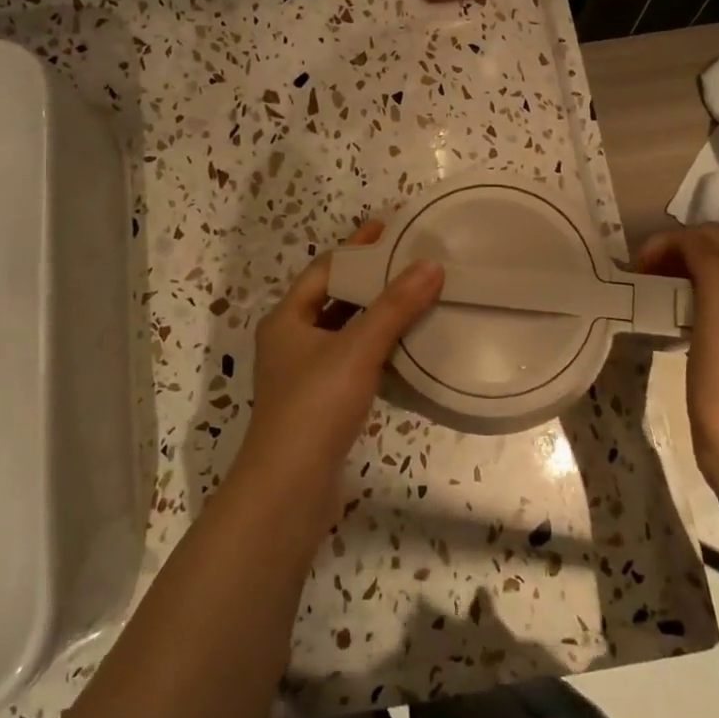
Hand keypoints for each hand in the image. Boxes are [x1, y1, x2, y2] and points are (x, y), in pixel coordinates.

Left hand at [234, 220, 442, 519]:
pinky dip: (375, 348)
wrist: (289, 488)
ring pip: (344, 331)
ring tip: (415, 297)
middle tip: (411, 262)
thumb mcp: (358, 349)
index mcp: (287, 319)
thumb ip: (395, 307)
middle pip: (334, 298)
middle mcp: (290, 340)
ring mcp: (303, 374)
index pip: (325, 269)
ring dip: (375, 315)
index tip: (391, 228)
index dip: (358, 248)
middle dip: (370, 280)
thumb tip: (431, 265)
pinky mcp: (320, 402)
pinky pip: (351, 361)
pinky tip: (404, 347)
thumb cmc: (316, 406)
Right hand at [636, 224, 718, 483]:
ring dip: (675, 276)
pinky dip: (682, 301)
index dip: (672, 240)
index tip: (638, 266)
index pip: (713, 235)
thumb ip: (709, 265)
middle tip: (639, 278)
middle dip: (672, 253)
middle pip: (713, 251)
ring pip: (708, 277)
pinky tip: (667, 321)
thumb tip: (684, 240)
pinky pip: (707, 305)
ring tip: (648, 296)